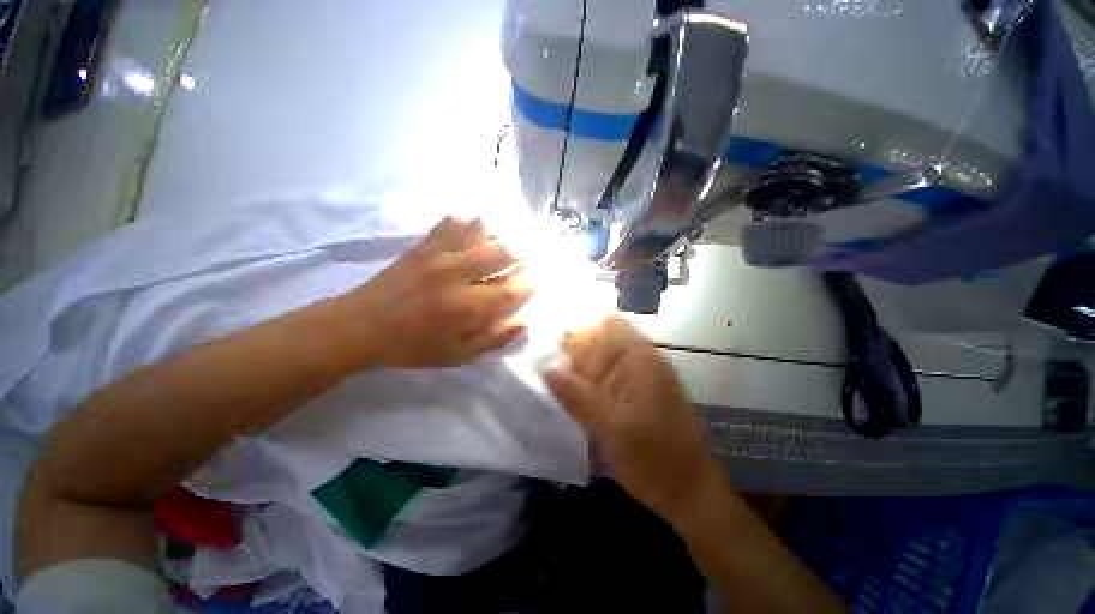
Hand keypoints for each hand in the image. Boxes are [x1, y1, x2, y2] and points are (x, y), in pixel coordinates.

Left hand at [335, 216, 533, 368]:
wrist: (361, 325)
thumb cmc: (413, 346)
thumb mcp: (457, 356)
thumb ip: (494, 339)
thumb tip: (524, 321)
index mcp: (465, 306)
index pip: (511, 288)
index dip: (530, 283)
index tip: (537, 281)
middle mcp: (456, 274)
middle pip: (503, 251)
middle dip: (524, 253)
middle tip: (532, 256)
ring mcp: (438, 254)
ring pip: (481, 229)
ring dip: (502, 233)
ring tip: (510, 240)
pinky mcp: (423, 244)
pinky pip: (453, 221)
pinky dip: (470, 222)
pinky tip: (476, 232)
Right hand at [543, 315, 722, 522]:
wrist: (690, 491)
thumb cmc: (652, 459)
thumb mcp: (608, 428)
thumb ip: (576, 395)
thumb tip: (545, 366)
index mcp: (639, 359)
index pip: (605, 323)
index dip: (578, 329)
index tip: (552, 345)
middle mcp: (642, 359)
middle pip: (602, 339)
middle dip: (575, 349)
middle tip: (549, 367)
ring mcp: (643, 375)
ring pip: (604, 357)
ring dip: (582, 366)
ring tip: (558, 381)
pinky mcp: (640, 391)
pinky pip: (610, 375)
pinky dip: (591, 380)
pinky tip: (577, 394)